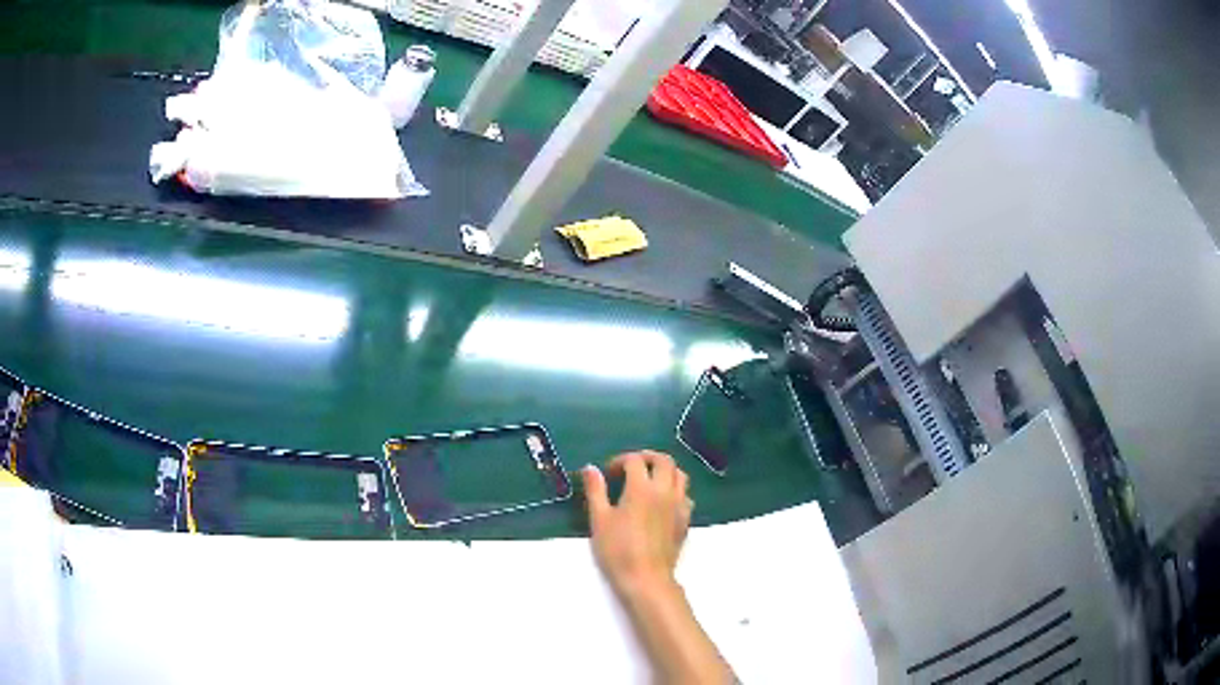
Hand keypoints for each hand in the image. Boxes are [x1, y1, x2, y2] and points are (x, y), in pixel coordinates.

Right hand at [582, 450, 693, 599]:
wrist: (646, 578)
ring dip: (665, 471)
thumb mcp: (600, 519)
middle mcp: (665, 491)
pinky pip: (685, 495)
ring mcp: (679, 505)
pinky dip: (675, 490)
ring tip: (649, 480)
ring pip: (679, 475)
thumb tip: (591, 468)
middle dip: (647, 458)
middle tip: (631, 467)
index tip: (609, 473)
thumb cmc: (618, 550)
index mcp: (642, 488)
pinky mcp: (686, 520)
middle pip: (664, 460)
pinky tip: (662, 502)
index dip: (620, 461)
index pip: (635, 460)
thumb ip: (596, 490)